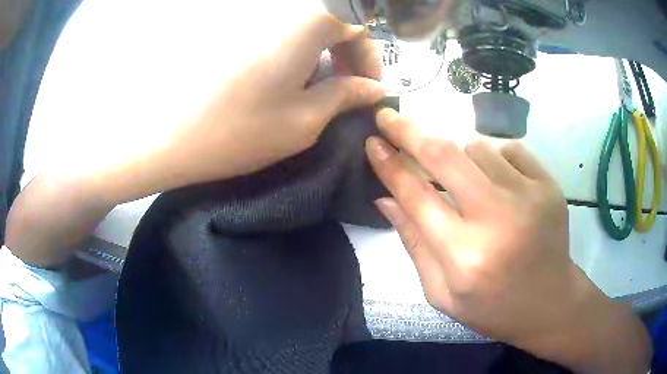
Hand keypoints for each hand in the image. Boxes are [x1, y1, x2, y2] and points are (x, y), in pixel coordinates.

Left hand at [160, 12, 384, 187]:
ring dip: (325, 53)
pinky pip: (283, 35)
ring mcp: (256, 22)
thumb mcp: (306, 119)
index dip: (369, 58)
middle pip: (333, 22)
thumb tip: (374, 89)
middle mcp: (283, 12)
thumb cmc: (243, 131)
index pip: (358, 27)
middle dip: (349, 53)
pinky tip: (292, 79)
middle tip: (349, 88)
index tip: (369, 88)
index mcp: (307, 23)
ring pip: (308, 28)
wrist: (174, 138)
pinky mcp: (238, 35)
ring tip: (321, 87)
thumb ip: (346, 96)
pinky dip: (300, 53)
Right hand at [365, 108, 650, 372]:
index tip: (372, 142)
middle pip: (444, 155)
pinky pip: (508, 148)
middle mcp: (496, 220)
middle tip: (389, 116)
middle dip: (409, 130)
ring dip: (458, 154)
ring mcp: (528, 196)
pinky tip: (496, 180)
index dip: (389, 164)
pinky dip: (493, 156)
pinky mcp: (548, 185)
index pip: (415, 195)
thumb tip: (385, 198)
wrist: (549, 302)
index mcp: (463, 255)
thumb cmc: (491, 306)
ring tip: (462, 177)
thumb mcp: (441, 291)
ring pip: (476, 145)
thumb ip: (413, 243)